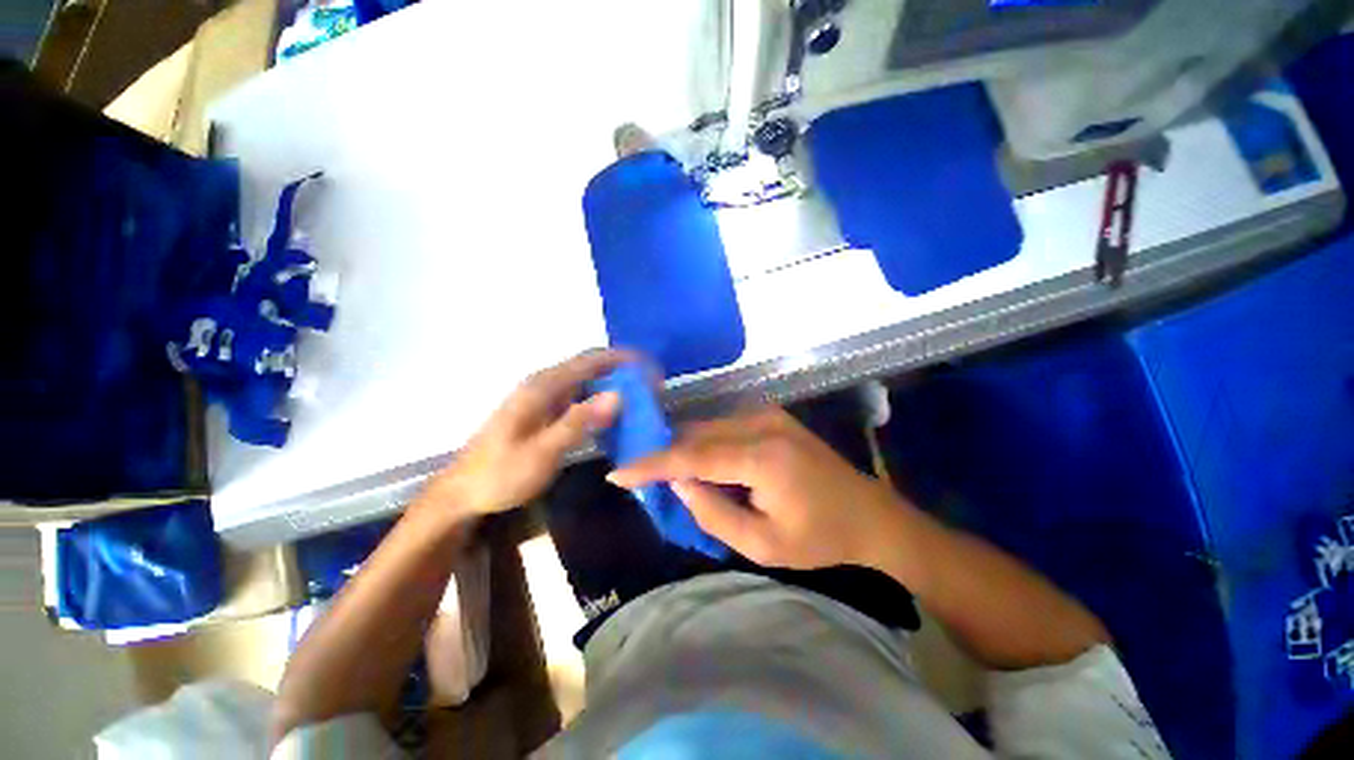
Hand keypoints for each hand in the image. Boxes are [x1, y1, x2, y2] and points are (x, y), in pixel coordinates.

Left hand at [418, 349, 632, 523]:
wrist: (463, 491)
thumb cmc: (501, 473)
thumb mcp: (542, 452)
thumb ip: (578, 422)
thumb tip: (618, 395)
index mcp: (543, 386)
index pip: (591, 360)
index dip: (624, 359)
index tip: (652, 369)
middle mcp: (545, 383)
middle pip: (591, 365)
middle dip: (624, 370)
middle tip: (653, 386)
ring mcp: (544, 396)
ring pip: (587, 380)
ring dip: (614, 384)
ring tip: (641, 399)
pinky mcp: (544, 410)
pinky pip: (580, 395)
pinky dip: (601, 399)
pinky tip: (615, 414)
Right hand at [609, 406, 911, 569]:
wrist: (870, 515)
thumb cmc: (820, 538)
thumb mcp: (762, 544)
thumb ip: (712, 512)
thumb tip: (677, 481)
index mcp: (762, 457)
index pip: (692, 456)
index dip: (651, 464)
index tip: (618, 472)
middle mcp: (761, 424)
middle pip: (696, 435)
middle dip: (663, 453)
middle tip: (638, 475)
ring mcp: (768, 415)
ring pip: (707, 427)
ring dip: (682, 447)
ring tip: (662, 471)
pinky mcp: (771, 416)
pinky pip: (723, 425)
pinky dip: (703, 442)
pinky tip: (696, 461)